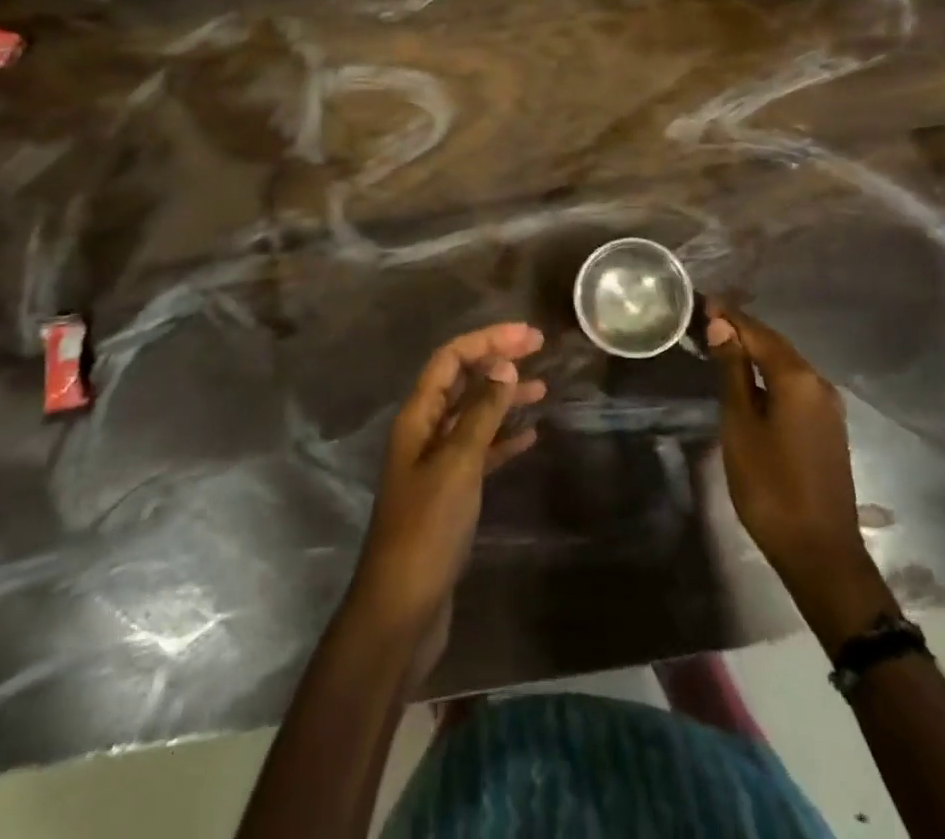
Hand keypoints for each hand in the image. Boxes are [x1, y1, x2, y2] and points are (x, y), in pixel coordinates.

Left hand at [347, 323, 546, 650]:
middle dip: (496, 361)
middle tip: (539, 349)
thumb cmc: (426, 529)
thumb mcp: (457, 464)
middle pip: (461, 381)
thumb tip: (504, 365)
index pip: (450, 360)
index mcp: (417, 417)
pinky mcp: (450, 494)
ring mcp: (436, 464)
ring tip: (543, 389)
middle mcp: (424, 432)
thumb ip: (481, 414)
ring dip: (504, 398)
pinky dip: (503, 440)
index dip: (487, 341)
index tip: (528, 336)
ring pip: (473, 416)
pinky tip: (530, 438)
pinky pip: (480, 452)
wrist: (402, 609)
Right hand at [707, 301, 889, 645]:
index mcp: (797, 379)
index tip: (701, 300)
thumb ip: (731, 372)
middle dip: (741, 329)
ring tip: (720, 342)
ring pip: (785, 364)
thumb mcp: (740, 425)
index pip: (757, 333)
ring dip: (754, 350)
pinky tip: (748, 378)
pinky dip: (768, 373)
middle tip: (705, 318)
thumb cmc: (770, 486)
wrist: (820, 553)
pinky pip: (794, 385)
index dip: (728, 316)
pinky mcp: (827, 427)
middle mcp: (818, 384)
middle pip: (774, 345)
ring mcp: (827, 407)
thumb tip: (721, 326)